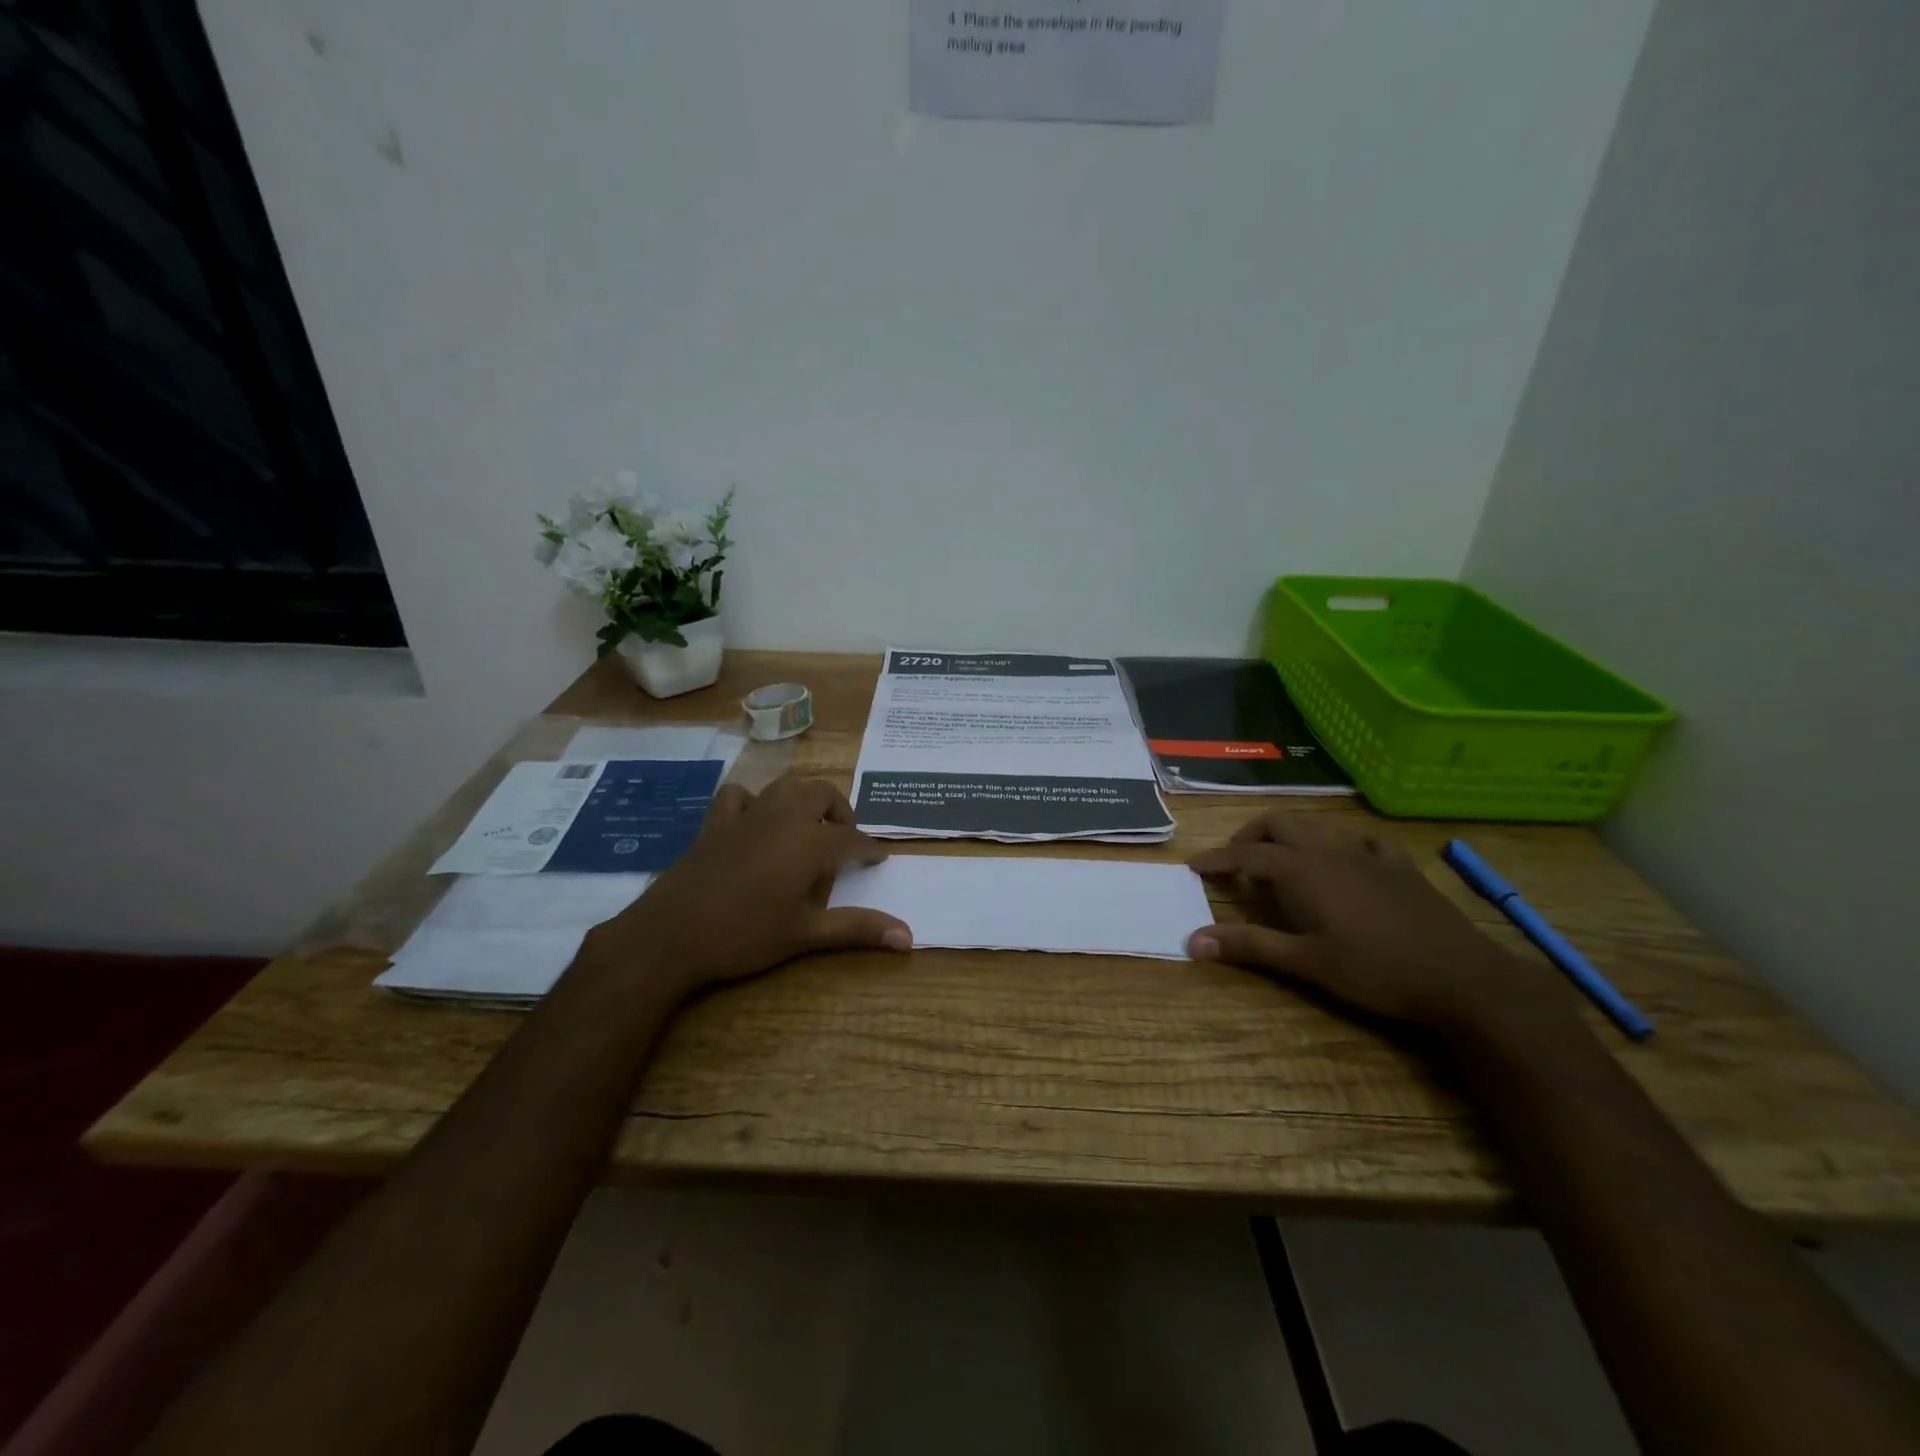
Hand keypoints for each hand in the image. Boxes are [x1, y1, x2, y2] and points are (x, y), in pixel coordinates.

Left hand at [579, 775, 910, 996]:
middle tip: (843, 839)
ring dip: (802, 798)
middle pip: (822, 794)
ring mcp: (746, 815)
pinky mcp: (715, 822)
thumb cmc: (745, 935)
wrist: (671, 934)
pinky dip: (752, 801)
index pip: (851, 838)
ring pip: (784, 786)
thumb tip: (909, 938)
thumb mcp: (805, 935)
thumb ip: (857, 929)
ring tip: (807, 824)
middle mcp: (782, 817)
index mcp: (809, 842)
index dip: (869, 848)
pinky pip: (739, 796)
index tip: (880, 857)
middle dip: (840, 811)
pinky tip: (754, 821)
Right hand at [1187, 812, 1575, 1038]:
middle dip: (1250, 835)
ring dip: (1290, 834)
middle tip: (1235, 862)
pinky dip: (1339, 843)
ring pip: (1319, 825)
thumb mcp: (1307, 963)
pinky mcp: (1401, 867)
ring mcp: (1370, 855)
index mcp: (1304, 871)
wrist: (1464, 979)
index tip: (1194, 866)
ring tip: (1279, 860)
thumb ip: (1250, 946)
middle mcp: (1331, 852)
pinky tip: (1342, 862)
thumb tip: (1192, 940)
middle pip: (1280, 823)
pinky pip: (1362, 840)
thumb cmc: (1377, 972)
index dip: (1217, 858)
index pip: (1247, 854)